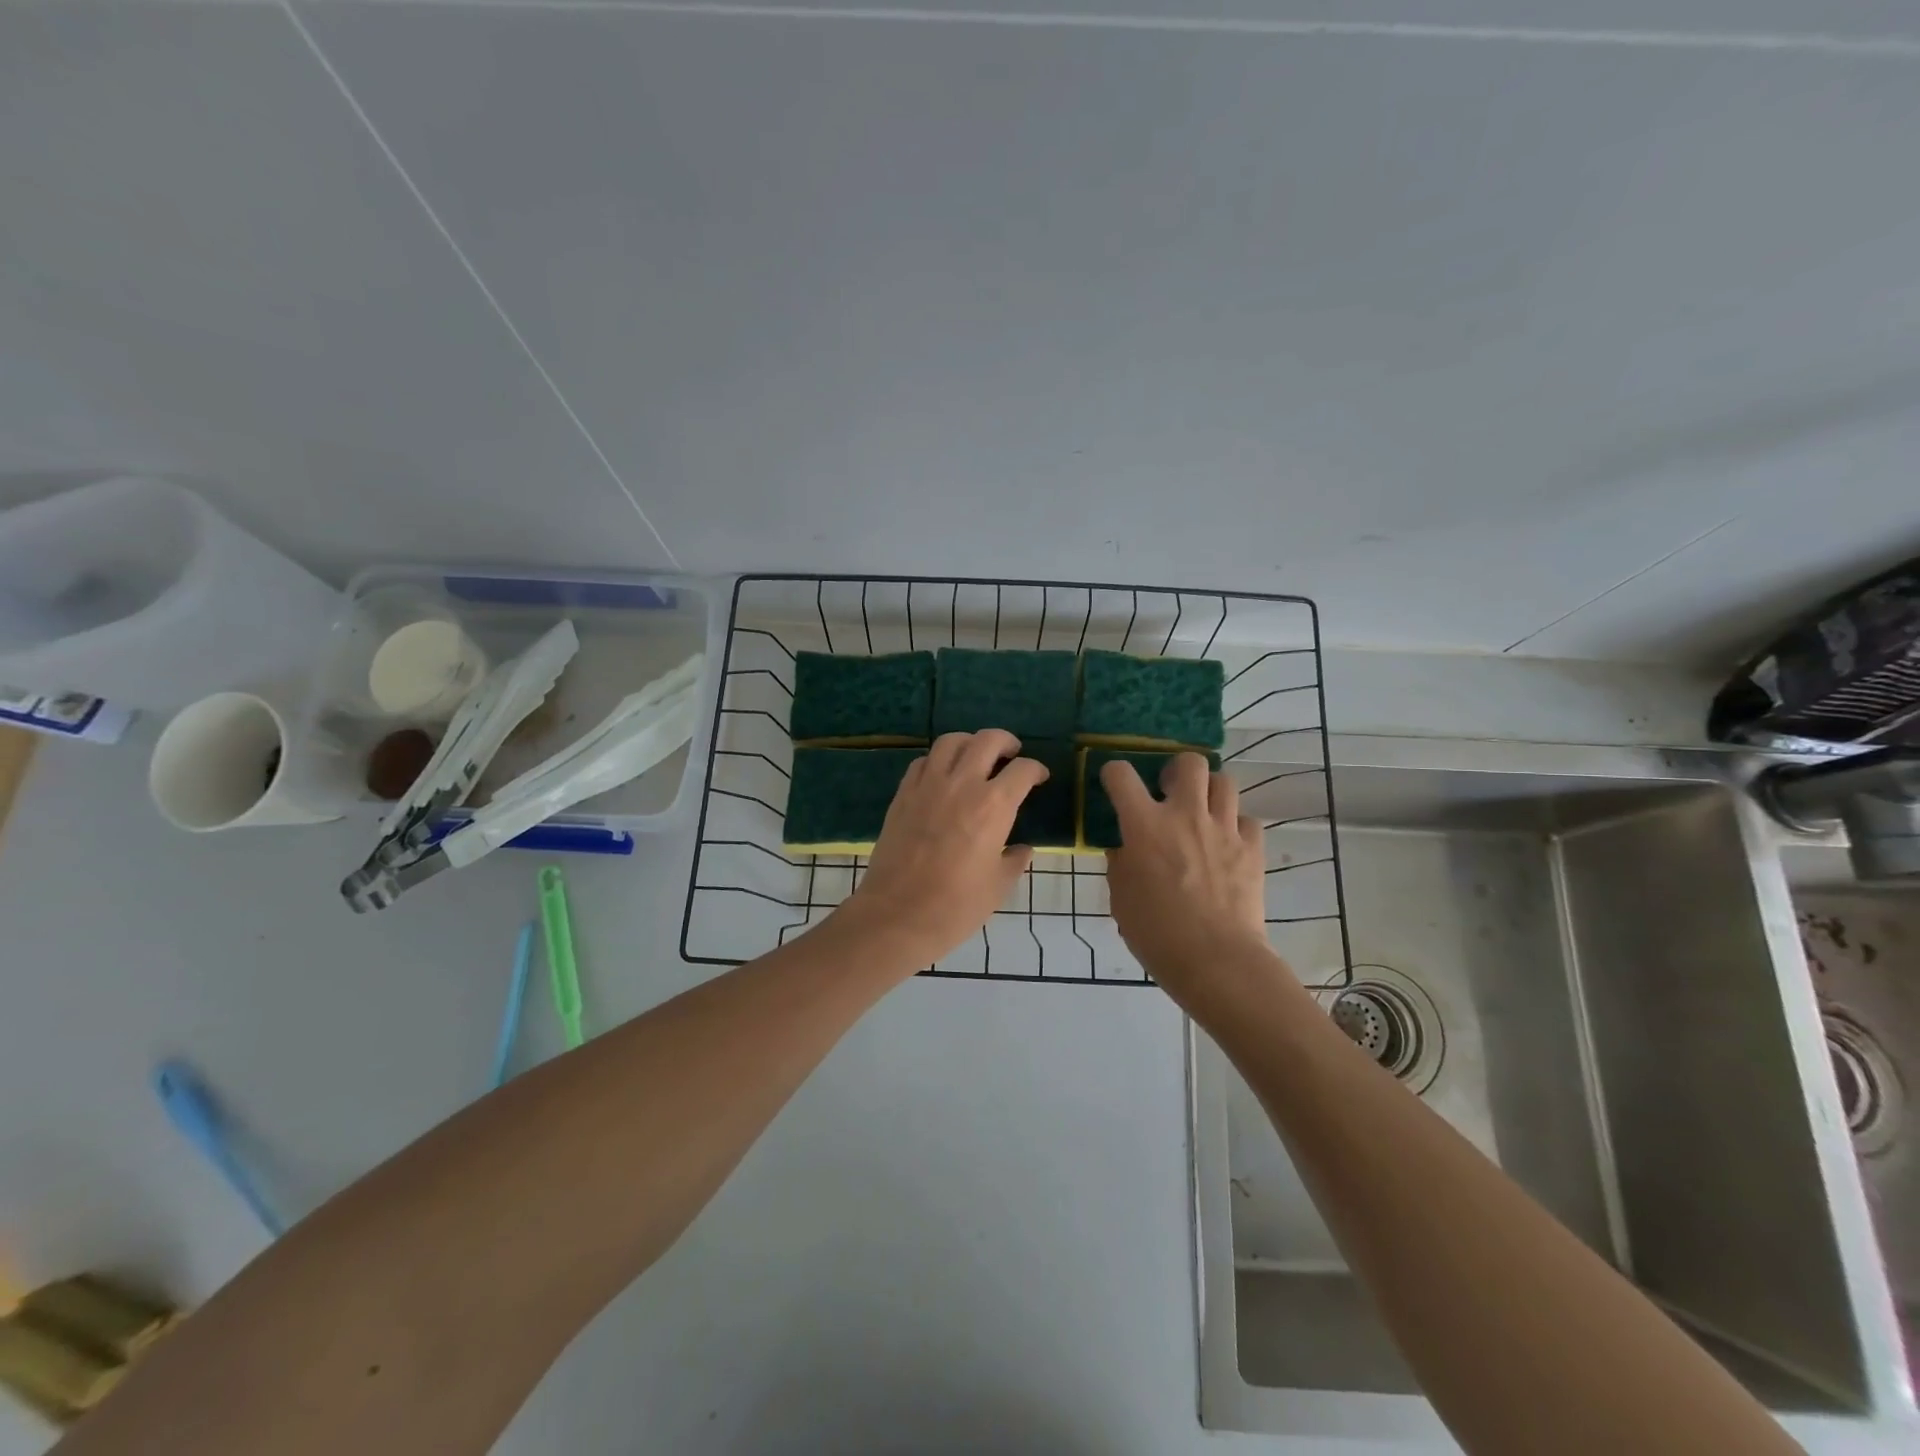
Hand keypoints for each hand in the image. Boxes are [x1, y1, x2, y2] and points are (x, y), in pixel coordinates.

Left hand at [838, 730, 1046, 966]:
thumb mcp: (998, 887)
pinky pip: (923, 761)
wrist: (897, 915)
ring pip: (951, 741)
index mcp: (994, 806)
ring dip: (970, 742)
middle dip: (1006, 742)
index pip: (1022, 770)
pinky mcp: (903, 794)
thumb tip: (1022, 849)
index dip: (1036, 770)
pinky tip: (943, 776)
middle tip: (1012, 753)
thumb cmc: (956, 906)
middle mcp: (963, 784)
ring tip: (976, 756)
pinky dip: (938, 760)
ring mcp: (928, 785)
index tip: (1039, 777)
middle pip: (988, 740)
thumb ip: (1014, 861)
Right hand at [1101, 754, 1280, 1004]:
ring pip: (1225, 782)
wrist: (1216, 960)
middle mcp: (1185, 814)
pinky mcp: (1252, 848)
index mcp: (1144, 825)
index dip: (1114, 773)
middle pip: (1190, 762)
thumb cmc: (1156, 933)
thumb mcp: (1121, 897)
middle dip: (1177, 770)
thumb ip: (1121, 862)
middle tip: (1170, 792)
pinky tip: (1227, 844)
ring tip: (1202, 812)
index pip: (1121, 775)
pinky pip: (1247, 820)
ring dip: (1210, 792)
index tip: (1114, 784)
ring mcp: (1223, 829)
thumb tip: (1126, 846)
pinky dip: (1236, 826)